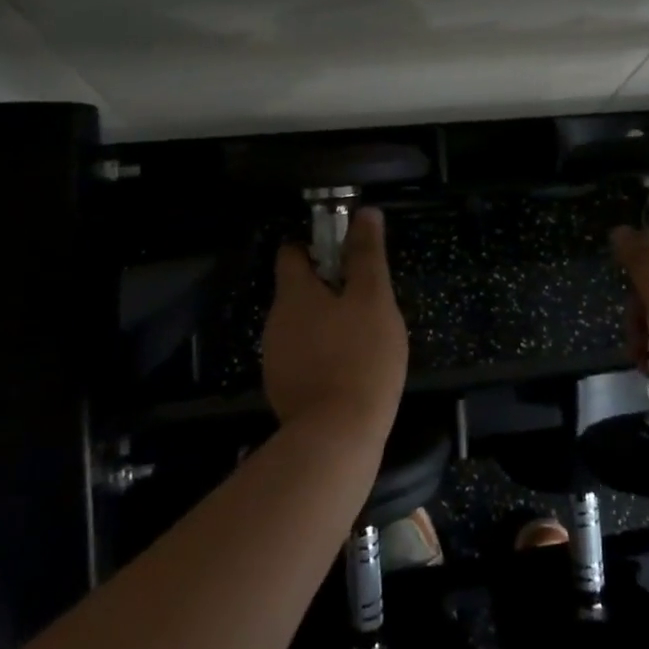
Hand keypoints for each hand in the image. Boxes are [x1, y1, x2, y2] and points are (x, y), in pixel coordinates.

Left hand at [262, 208, 408, 443]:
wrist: (337, 436)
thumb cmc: (361, 356)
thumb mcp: (373, 298)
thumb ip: (367, 255)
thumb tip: (365, 213)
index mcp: (293, 294)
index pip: (292, 252)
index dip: (317, 246)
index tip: (346, 255)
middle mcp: (275, 321)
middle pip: (298, 290)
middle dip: (328, 289)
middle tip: (367, 301)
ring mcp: (274, 357)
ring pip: (301, 325)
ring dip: (326, 323)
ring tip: (363, 337)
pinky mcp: (282, 388)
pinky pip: (302, 356)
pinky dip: (321, 353)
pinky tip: (348, 368)